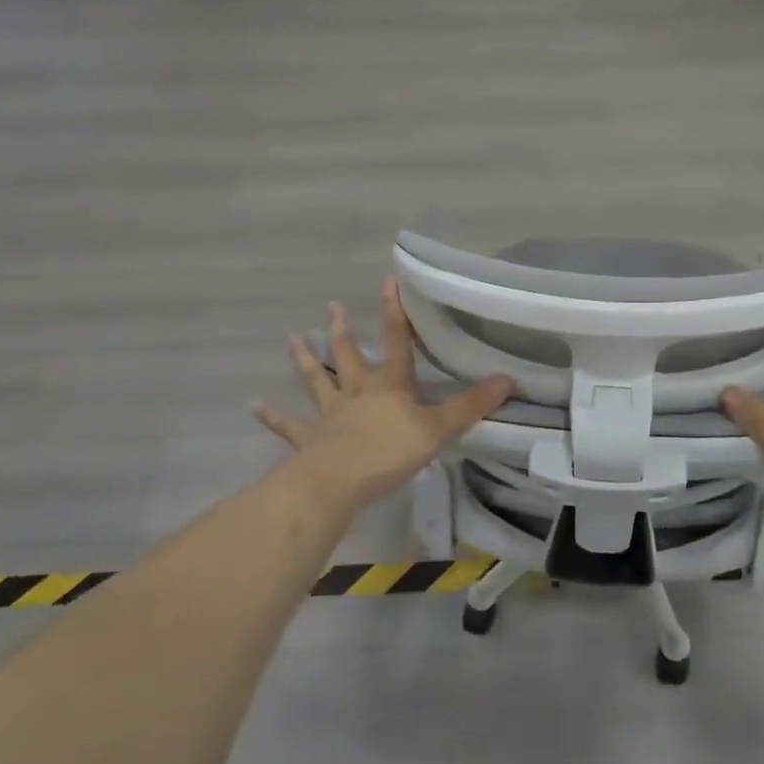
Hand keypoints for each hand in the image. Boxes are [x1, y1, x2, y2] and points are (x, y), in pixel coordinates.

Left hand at [254, 280, 510, 511]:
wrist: (336, 483)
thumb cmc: (389, 452)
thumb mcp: (439, 428)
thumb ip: (471, 405)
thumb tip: (508, 379)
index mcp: (389, 385)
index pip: (396, 340)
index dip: (395, 311)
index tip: (388, 281)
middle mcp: (357, 391)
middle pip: (349, 355)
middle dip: (342, 330)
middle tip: (331, 306)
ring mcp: (329, 414)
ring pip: (317, 380)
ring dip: (306, 360)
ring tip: (293, 338)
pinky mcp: (308, 439)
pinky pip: (289, 425)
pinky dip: (273, 416)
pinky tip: (255, 405)